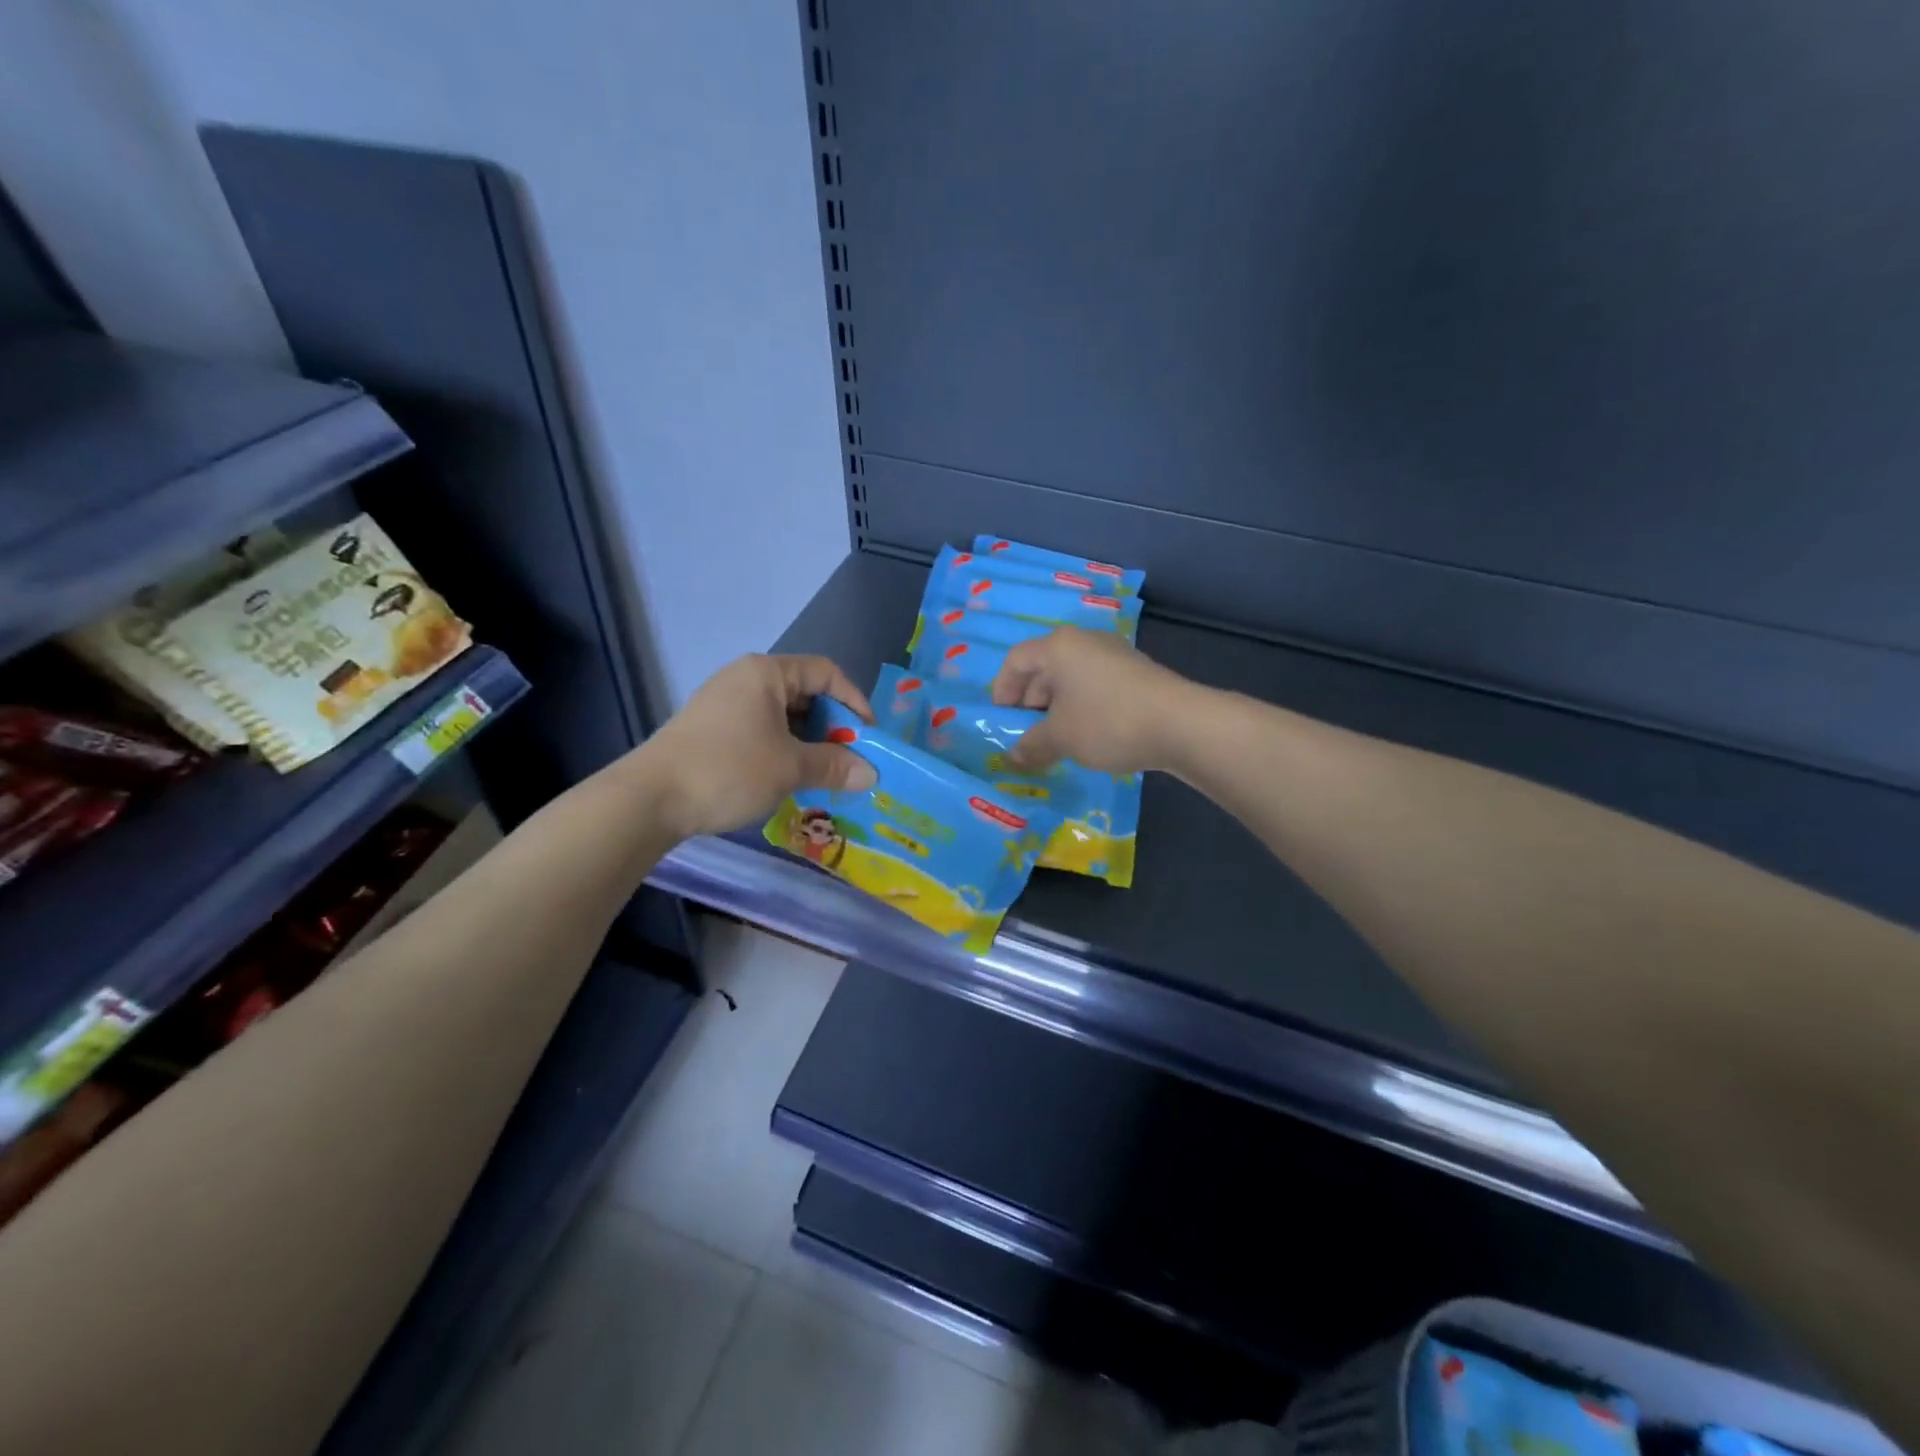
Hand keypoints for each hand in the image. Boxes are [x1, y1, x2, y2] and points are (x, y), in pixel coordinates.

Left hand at [644, 654, 877, 837]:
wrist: (649, 799)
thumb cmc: (728, 770)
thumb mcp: (790, 768)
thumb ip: (834, 766)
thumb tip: (871, 774)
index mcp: (766, 673)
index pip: (826, 672)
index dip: (854, 701)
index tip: (868, 737)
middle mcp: (744, 678)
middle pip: (804, 692)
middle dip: (832, 725)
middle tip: (847, 759)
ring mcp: (723, 702)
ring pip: (782, 714)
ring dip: (807, 741)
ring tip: (821, 773)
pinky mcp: (710, 728)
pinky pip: (760, 729)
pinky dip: (782, 748)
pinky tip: (787, 777)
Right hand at [990, 627, 1199, 773]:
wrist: (1181, 724)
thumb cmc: (1107, 722)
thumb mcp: (1060, 738)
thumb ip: (1031, 745)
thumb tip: (1014, 756)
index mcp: (1059, 646)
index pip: (1016, 660)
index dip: (1002, 691)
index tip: (1001, 721)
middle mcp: (1084, 642)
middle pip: (1044, 668)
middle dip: (1030, 703)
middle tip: (1027, 735)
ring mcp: (1114, 655)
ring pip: (1071, 679)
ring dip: (1057, 709)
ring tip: (1056, 741)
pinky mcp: (1135, 673)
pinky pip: (1095, 686)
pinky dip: (1082, 708)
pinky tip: (1088, 737)